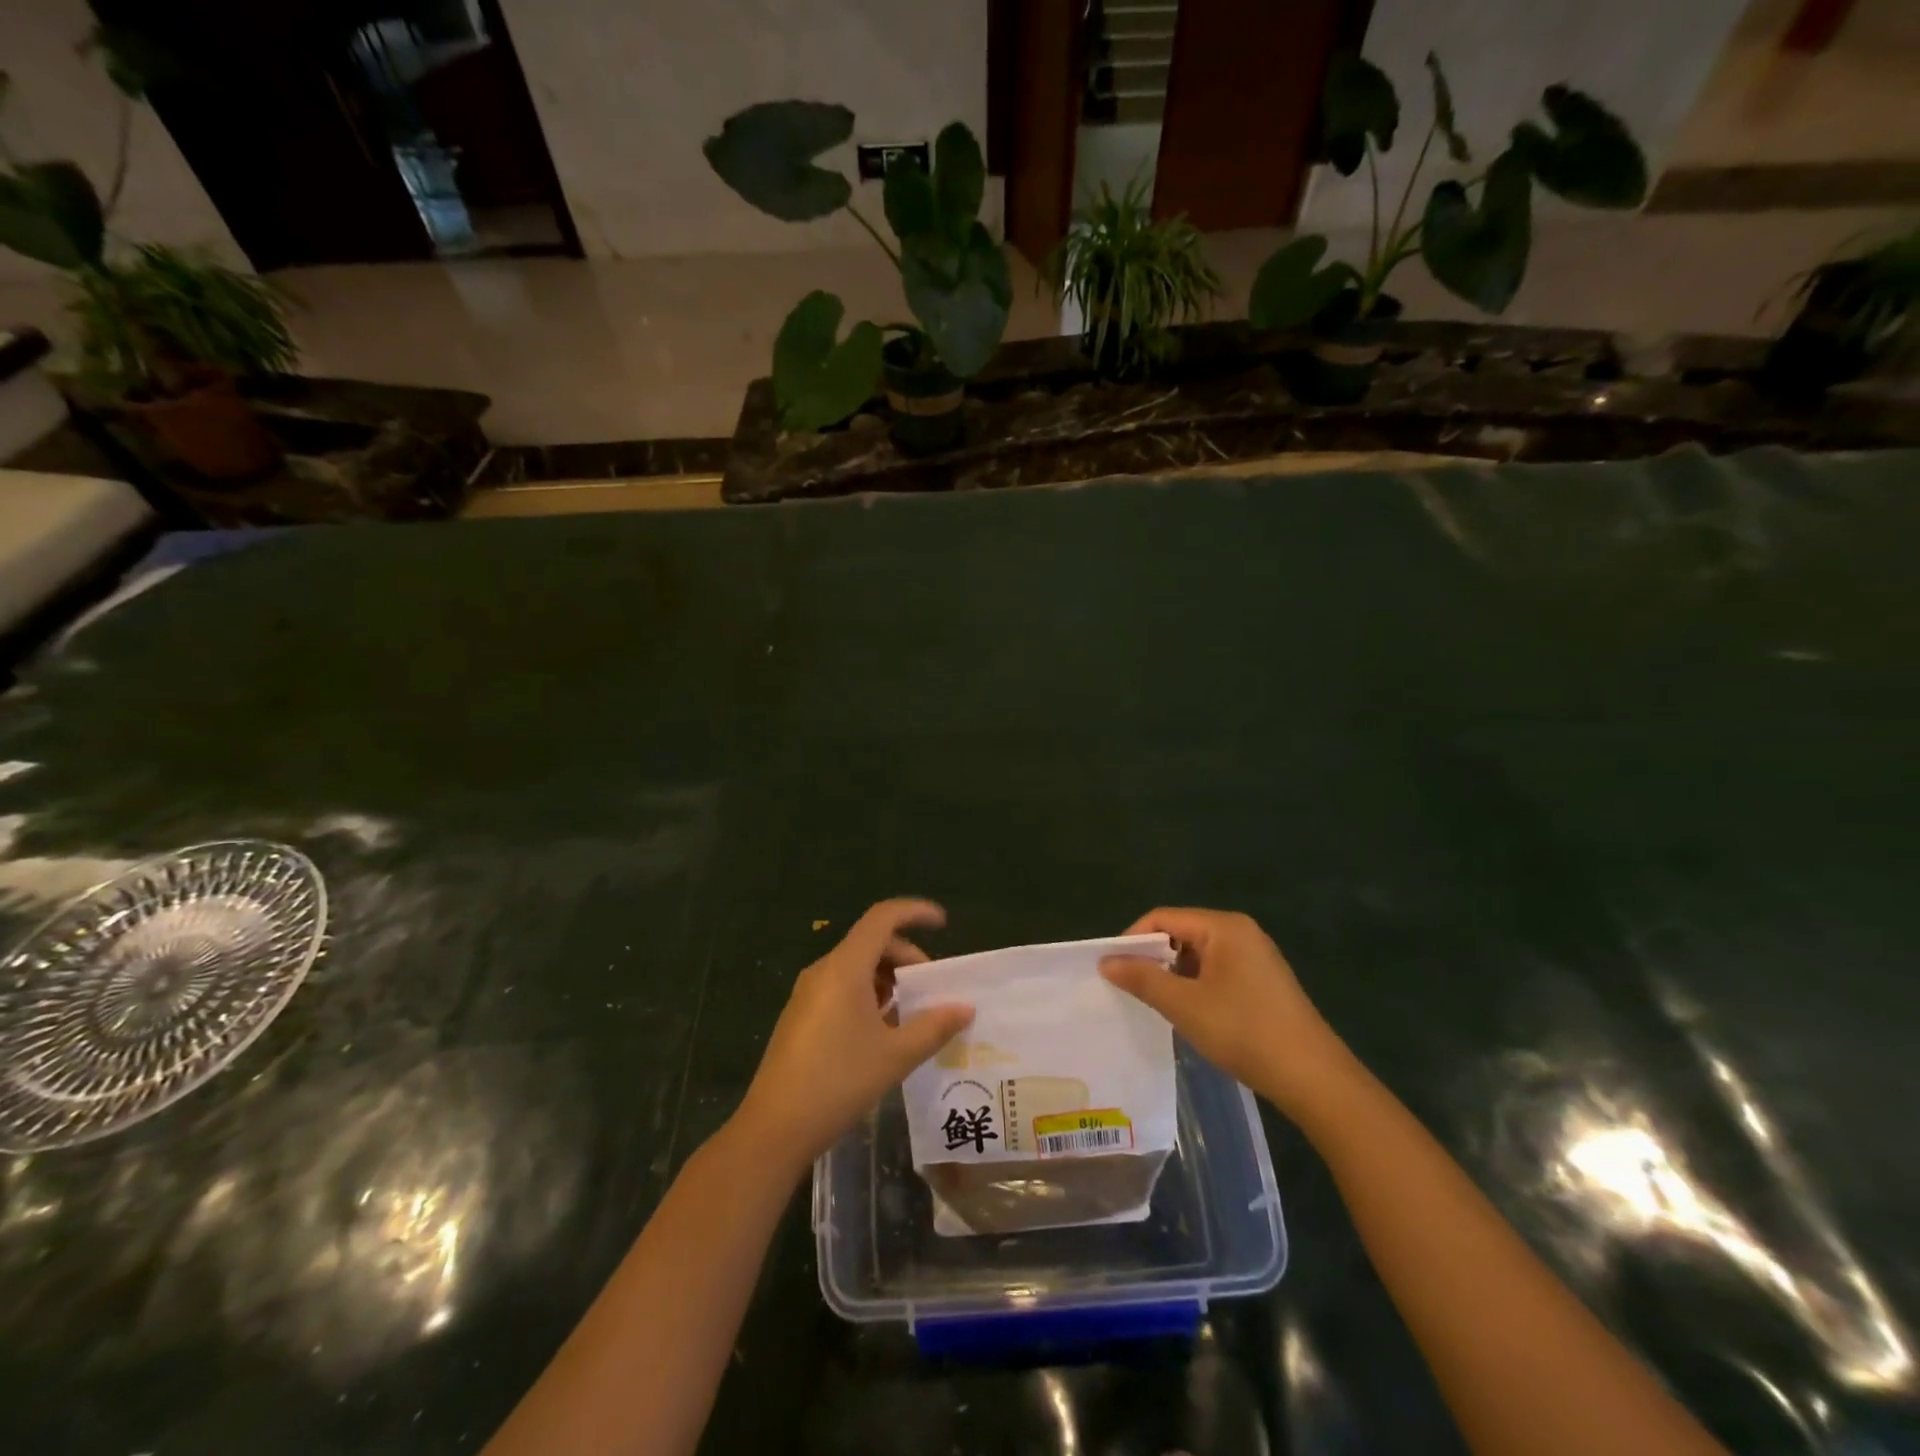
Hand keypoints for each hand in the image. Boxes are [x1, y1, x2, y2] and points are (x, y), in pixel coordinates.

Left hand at [735, 899, 973, 1170]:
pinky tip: (880, 1032)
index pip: (883, 917)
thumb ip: (934, 1027)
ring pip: (856, 966)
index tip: (943, 924)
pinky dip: (867, 995)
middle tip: (931, 988)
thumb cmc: (838, 1082)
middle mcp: (824, 970)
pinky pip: (841, 987)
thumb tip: (965, 1008)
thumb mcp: (895, 1056)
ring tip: (908, 1014)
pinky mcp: (800, 1015)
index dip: (915, 912)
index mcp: (845, 967)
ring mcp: (807, 993)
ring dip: (887, 979)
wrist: (773, 1128)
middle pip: (872, 942)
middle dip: (906, 957)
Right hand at [1101, 908, 1352, 1120]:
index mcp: (1223, 927)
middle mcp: (1240, 932)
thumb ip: (1142, 978)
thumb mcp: (1184, 1004)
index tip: (1111, 967)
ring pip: (1198, 955)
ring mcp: (1255, 957)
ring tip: (1153, 1003)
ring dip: (1173, 975)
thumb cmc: (1243, 1030)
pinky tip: (1188, 1013)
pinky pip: (1216, 971)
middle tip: (1128, 987)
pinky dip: (1195, 986)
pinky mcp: (1263, 982)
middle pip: (1181, 933)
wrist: (1313, 1077)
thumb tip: (1106, 961)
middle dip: (1152, 958)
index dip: (1132, 939)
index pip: (1163, 918)